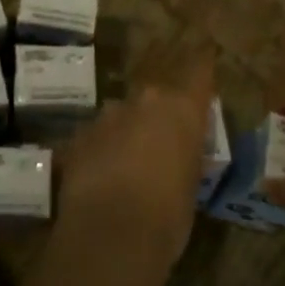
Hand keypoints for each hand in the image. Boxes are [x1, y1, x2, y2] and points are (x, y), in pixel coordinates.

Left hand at [55, 52, 213, 271]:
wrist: (111, 233)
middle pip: (156, 97)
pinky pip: (96, 138)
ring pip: (122, 116)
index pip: (199, 73)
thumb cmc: (168, 215)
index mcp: (182, 110)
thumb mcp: (192, 186)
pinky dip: (101, 150)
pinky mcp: (79, 136)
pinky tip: (100, 178)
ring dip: (126, 132)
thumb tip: (179, 153)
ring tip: (128, 165)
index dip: (202, 64)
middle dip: (158, 115)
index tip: (205, 52)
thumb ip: (186, 156)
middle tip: (162, 142)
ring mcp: (108, 116)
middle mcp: (145, 102)